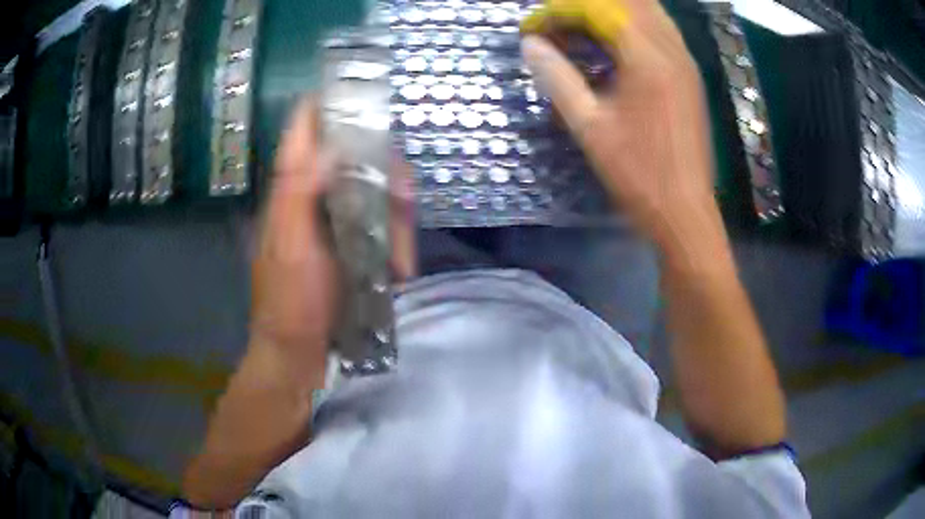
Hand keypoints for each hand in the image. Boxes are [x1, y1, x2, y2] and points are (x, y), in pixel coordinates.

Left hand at [250, 99, 416, 384]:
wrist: (300, 352)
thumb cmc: (290, 300)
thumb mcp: (290, 245)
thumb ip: (301, 191)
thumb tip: (332, 143)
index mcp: (291, 189)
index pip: (304, 130)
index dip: (326, 103)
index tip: (359, 88)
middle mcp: (314, 195)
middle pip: (350, 154)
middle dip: (381, 165)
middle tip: (403, 189)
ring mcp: (337, 221)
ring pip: (374, 189)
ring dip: (395, 212)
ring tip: (399, 258)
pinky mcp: (354, 245)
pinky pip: (383, 224)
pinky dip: (397, 239)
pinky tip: (399, 267)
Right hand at [521, 0, 720, 253]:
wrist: (685, 211)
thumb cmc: (638, 174)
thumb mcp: (589, 126)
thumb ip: (557, 77)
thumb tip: (530, 44)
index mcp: (647, 58)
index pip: (597, 8)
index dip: (557, 12)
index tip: (532, 31)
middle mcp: (671, 48)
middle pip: (625, 2)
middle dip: (583, 6)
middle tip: (556, 26)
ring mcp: (685, 60)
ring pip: (646, 10)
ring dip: (608, 12)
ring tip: (578, 30)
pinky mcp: (690, 73)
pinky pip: (659, 29)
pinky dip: (630, 25)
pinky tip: (612, 45)